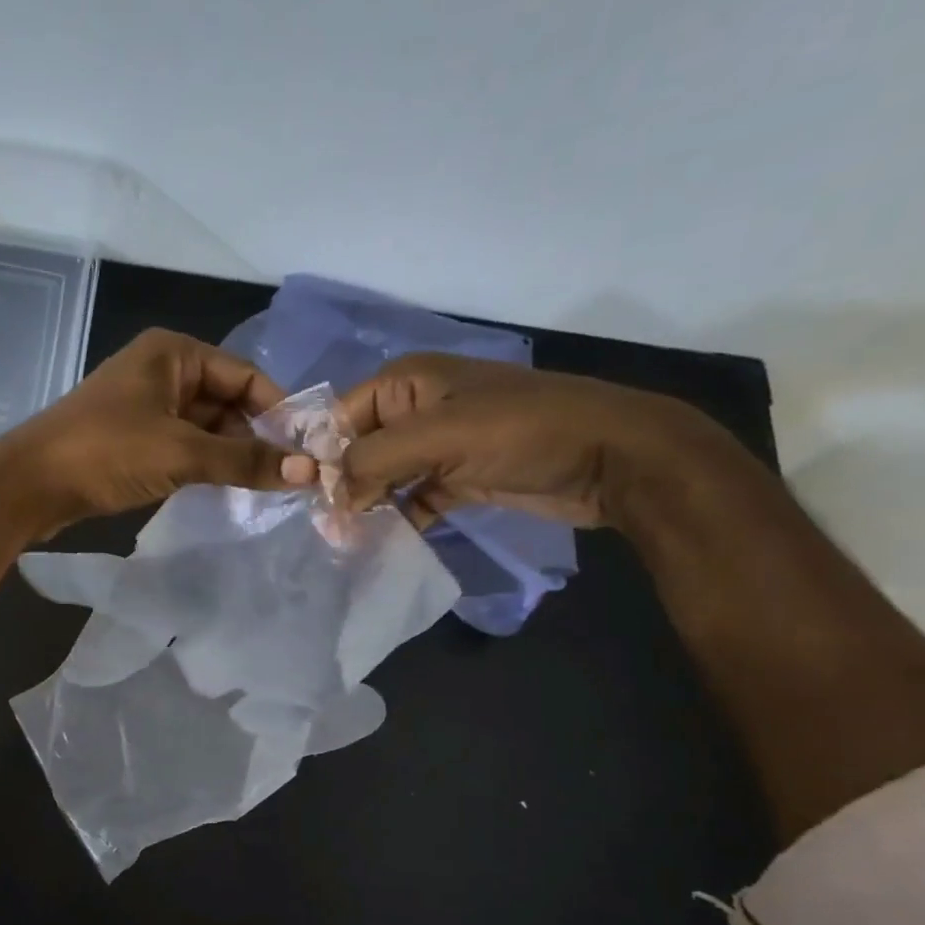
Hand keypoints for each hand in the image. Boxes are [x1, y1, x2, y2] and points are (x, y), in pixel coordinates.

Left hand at [0, 328, 312, 529]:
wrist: (30, 484)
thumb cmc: (106, 452)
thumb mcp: (180, 453)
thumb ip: (244, 460)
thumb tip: (310, 471)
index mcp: (174, 353)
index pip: (245, 376)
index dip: (278, 411)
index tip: (308, 450)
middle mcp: (163, 370)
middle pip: (228, 401)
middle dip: (256, 437)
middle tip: (291, 476)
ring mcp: (147, 406)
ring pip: (207, 427)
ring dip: (232, 455)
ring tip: (267, 488)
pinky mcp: (135, 438)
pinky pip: (185, 445)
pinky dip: (206, 464)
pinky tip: (228, 489)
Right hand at [338, 353, 716, 528]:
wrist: (612, 458)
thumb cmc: (522, 432)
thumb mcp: (439, 436)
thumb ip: (374, 460)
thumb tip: (332, 496)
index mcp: (408, 382)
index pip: (341, 417)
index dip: (323, 456)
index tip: (312, 500)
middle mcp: (418, 409)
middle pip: (360, 448)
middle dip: (343, 486)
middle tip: (330, 530)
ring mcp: (440, 445)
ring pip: (384, 477)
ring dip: (368, 506)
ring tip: (349, 542)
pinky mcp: (459, 477)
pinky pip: (413, 498)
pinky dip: (398, 518)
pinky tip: (384, 543)